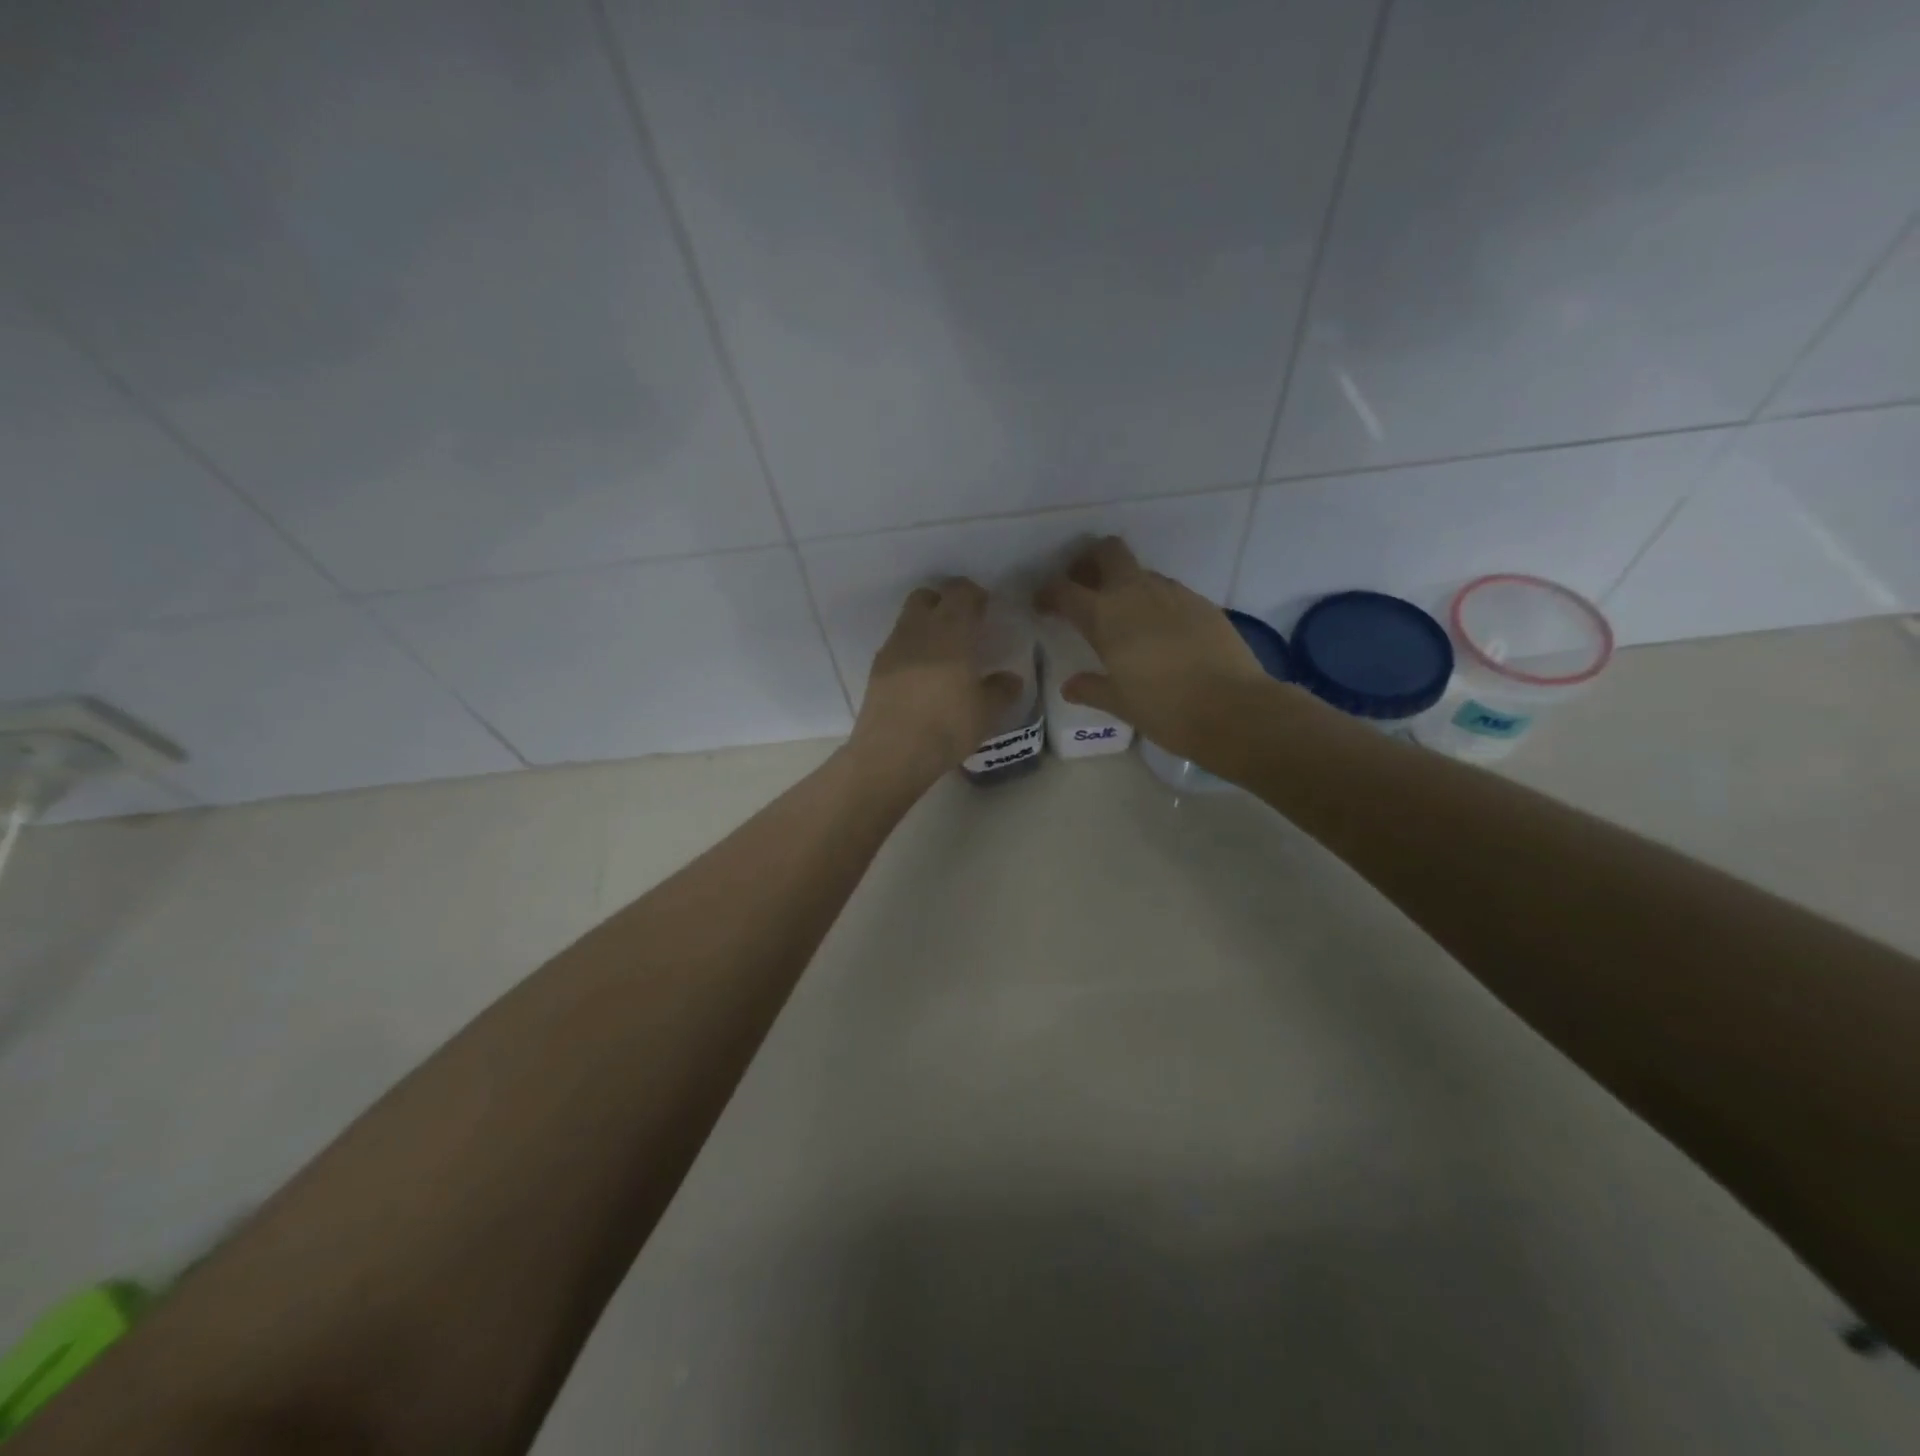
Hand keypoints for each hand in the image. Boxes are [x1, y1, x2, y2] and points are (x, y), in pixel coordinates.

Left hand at [849, 578, 1019, 784]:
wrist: (892, 752)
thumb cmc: (947, 725)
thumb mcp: (986, 712)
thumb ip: (1001, 690)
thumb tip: (1011, 679)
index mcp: (951, 630)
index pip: (960, 591)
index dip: (974, 594)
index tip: (985, 610)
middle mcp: (918, 629)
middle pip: (926, 597)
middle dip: (944, 603)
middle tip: (962, 626)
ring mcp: (892, 648)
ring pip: (908, 620)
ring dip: (925, 627)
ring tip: (942, 655)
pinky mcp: (876, 669)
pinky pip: (896, 646)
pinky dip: (910, 650)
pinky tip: (921, 677)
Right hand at [1036, 536, 1266, 757]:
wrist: (1233, 709)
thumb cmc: (1165, 710)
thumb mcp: (1120, 703)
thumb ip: (1091, 688)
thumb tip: (1070, 687)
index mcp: (1105, 617)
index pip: (1064, 590)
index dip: (1048, 593)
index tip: (1042, 605)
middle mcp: (1136, 593)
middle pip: (1108, 552)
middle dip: (1089, 562)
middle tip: (1083, 587)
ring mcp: (1173, 593)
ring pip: (1140, 571)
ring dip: (1124, 583)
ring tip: (1122, 616)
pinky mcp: (1201, 603)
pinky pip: (1168, 591)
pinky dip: (1154, 601)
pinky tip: (1159, 632)